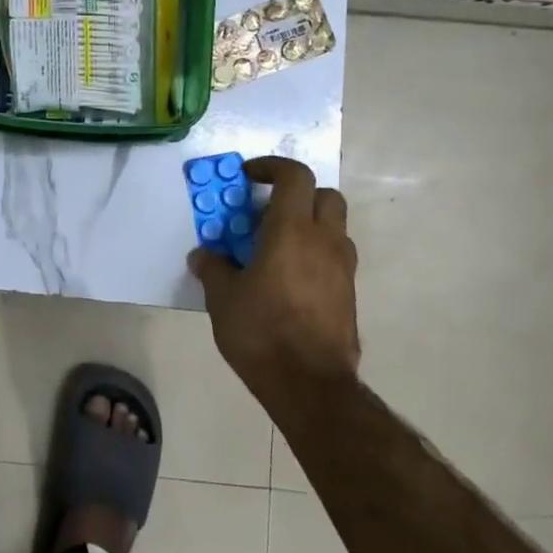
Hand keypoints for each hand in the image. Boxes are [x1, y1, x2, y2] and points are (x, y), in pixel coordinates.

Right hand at [189, 156, 359, 399]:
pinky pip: (335, 256)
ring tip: (277, 246)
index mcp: (292, 231)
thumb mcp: (223, 298)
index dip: (271, 167)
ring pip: (334, 226)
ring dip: (309, 224)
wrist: (310, 385)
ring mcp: (343, 268)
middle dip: (297, 193)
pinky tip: (290, 278)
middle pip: (324, 194)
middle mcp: (324, 241)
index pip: (294, 176)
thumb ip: (213, 268)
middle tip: (268, 210)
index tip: (249, 177)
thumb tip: (203, 255)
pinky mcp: (349, 294)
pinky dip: (315, 253)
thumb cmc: (262, 332)